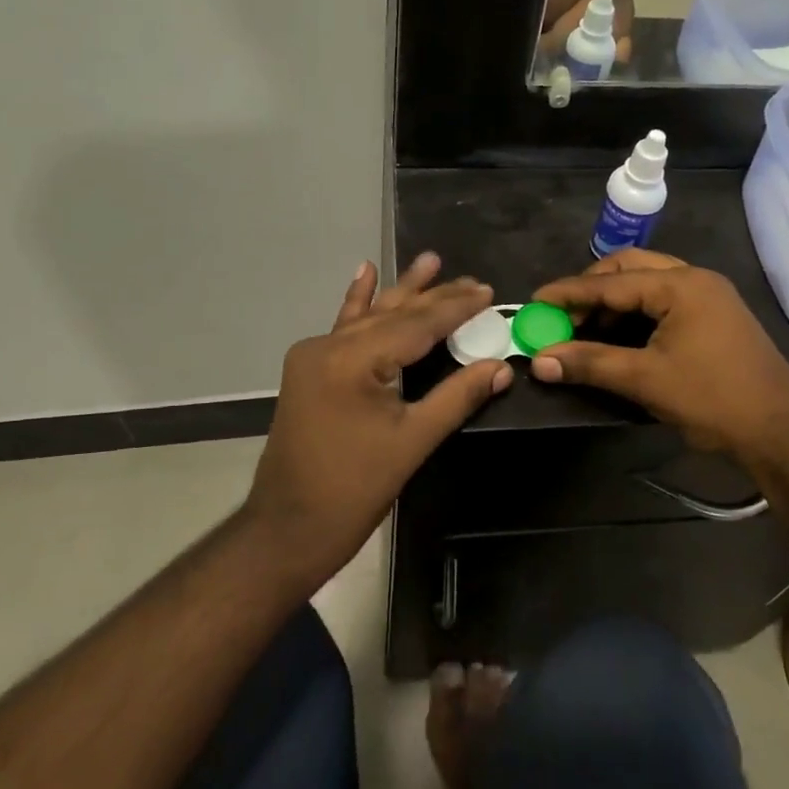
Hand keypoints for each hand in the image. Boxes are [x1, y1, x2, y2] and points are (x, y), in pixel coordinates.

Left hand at [243, 254, 511, 589]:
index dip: (456, 308)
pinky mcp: (308, 369)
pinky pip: (341, 328)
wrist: (287, 528)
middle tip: (473, 280)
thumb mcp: (413, 442)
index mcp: (354, 360)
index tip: (488, 291)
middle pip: (393, 314)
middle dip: (434, 298)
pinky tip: (364, 271)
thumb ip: (458, 397)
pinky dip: (358, 302)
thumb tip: (501, 366)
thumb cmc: (353, 490)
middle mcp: (329, 346)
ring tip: (429, 260)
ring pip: (369, 316)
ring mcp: (313, 355)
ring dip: (401, 292)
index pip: (417, 324)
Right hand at [528, 250, 788, 468]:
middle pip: (631, 268)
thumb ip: (590, 363)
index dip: (569, 293)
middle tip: (563, 313)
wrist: (782, 430)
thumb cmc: (712, 398)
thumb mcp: (645, 379)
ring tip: (586, 326)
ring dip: (615, 299)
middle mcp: (695, 279)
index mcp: (681, 285)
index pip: (611, 282)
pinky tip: (619, 334)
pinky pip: (664, 300)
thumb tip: (539, 361)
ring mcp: (709, 296)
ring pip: (649, 282)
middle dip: (593, 288)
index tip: (535, 301)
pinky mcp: (715, 316)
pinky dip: (637, 311)